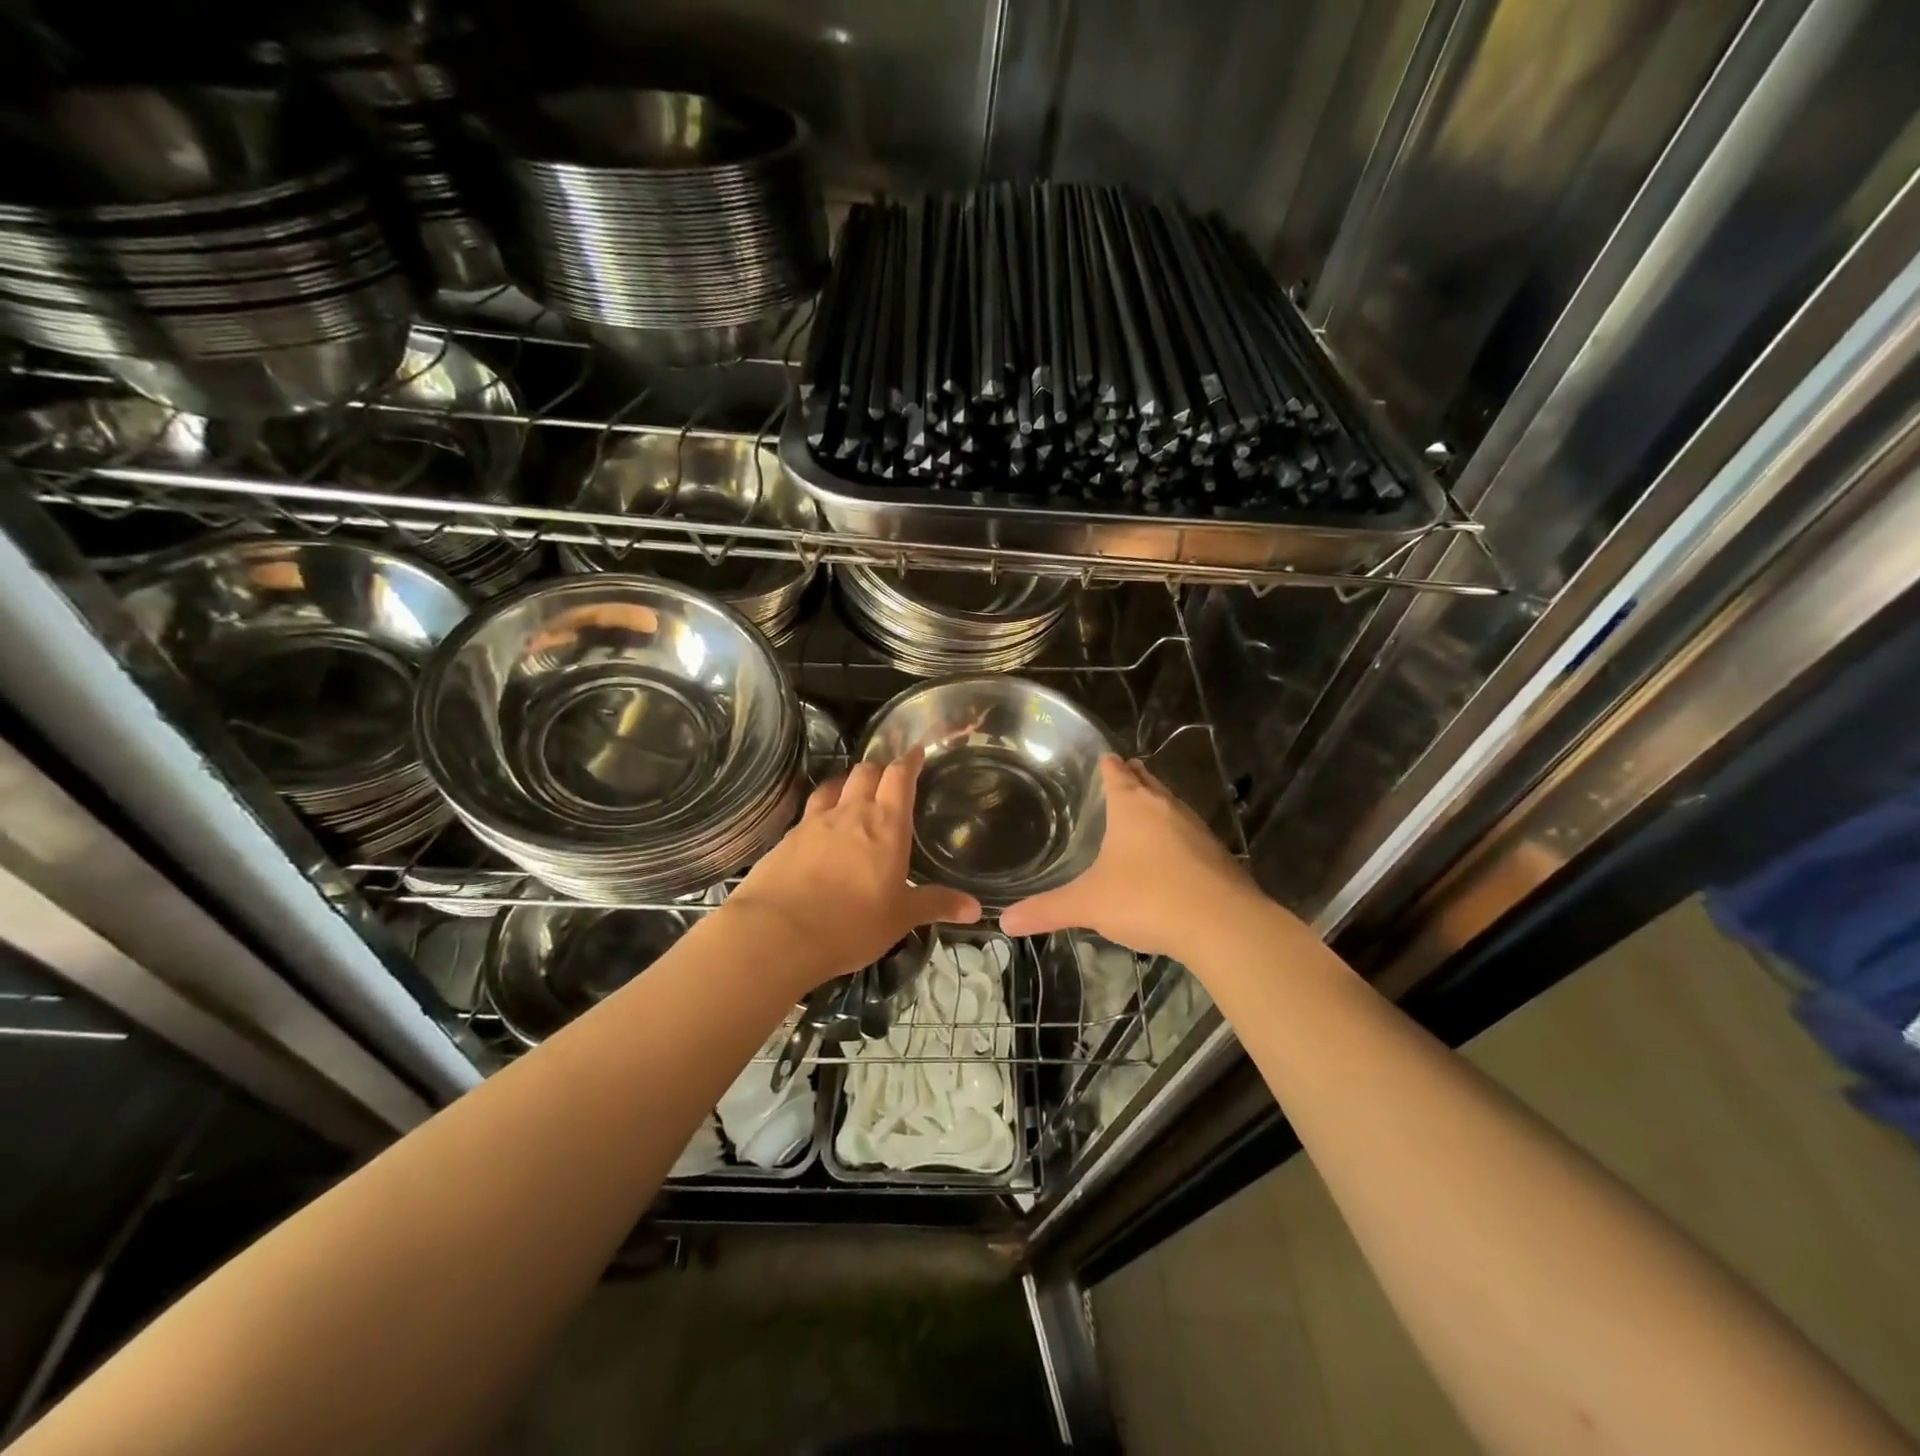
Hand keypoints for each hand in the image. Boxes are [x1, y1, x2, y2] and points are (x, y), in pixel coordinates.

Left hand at [724, 749, 980, 992]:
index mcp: (886, 824)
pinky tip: (820, 828)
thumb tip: (975, 908)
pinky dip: (821, 810)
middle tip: (888, 777)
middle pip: (865, 772)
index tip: (916, 753)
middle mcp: (850, 812)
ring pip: (834, 786)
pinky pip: (809, 812)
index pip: (899, 777)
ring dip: (847, 783)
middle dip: (879, 768)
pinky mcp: (786, 838)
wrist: (777, 933)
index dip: (909, 761)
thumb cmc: (851, 923)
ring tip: (853, 792)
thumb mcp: (900, 917)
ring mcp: (814, 822)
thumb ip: (936, 905)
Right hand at [1000, 755, 1261, 959]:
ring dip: (1157, 806)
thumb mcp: (1088, 905)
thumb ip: (1046, 910)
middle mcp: (1166, 808)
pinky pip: (1190, 835)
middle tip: (1121, 776)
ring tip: (1143, 812)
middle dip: (1134, 778)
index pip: (1117, 773)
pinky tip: (1170, 857)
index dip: (1107, 765)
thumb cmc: (1146, 899)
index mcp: (1133, 807)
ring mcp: (1197, 830)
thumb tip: (1005, 921)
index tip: (1102, 758)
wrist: (1222, 925)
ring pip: (1172, 807)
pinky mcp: (1217, 856)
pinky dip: (1176, 837)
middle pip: (1148, 782)